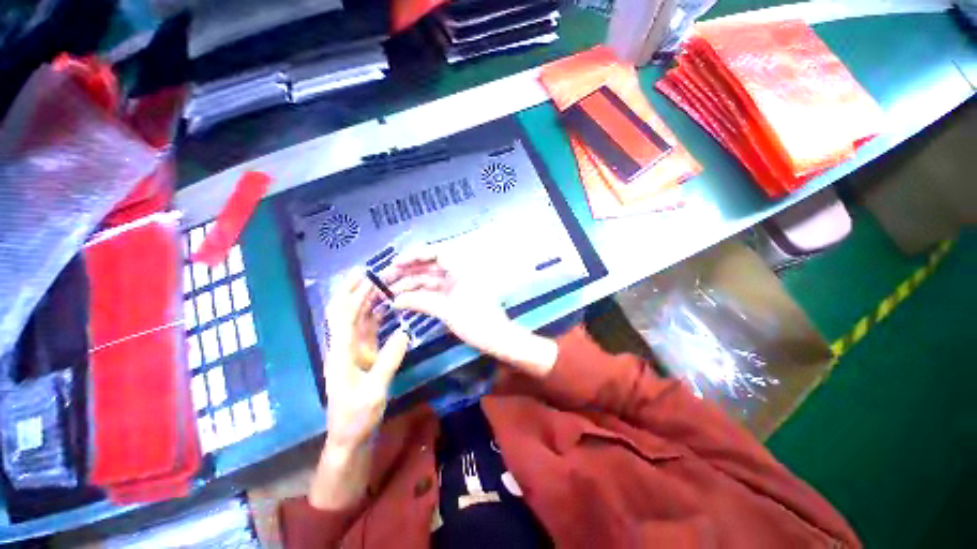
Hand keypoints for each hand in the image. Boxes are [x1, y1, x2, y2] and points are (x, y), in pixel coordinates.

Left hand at [323, 271, 409, 453]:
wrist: (349, 436)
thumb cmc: (357, 417)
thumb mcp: (375, 391)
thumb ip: (389, 360)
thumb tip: (404, 332)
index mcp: (341, 353)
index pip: (343, 316)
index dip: (354, 294)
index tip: (366, 276)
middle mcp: (343, 346)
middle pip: (342, 311)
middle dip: (352, 290)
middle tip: (368, 272)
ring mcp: (352, 350)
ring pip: (355, 318)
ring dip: (363, 299)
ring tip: (379, 283)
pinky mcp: (361, 355)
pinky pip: (366, 329)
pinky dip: (373, 314)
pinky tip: (383, 306)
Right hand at [387, 250, 557, 377]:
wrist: (496, 339)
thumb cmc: (476, 322)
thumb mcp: (446, 311)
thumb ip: (420, 302)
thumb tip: (395, 300)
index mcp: (462, 269)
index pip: (436, 253)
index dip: (414, 256)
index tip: (395, 263)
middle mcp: (459, 272)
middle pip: (430, 267)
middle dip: (407, 272)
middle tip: (384, 280)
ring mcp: (457, 285)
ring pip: (430, 280)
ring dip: (411, 285)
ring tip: (388, 292)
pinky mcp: (455, 296)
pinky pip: (435, 291)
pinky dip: (420, 295)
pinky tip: (403, 300)